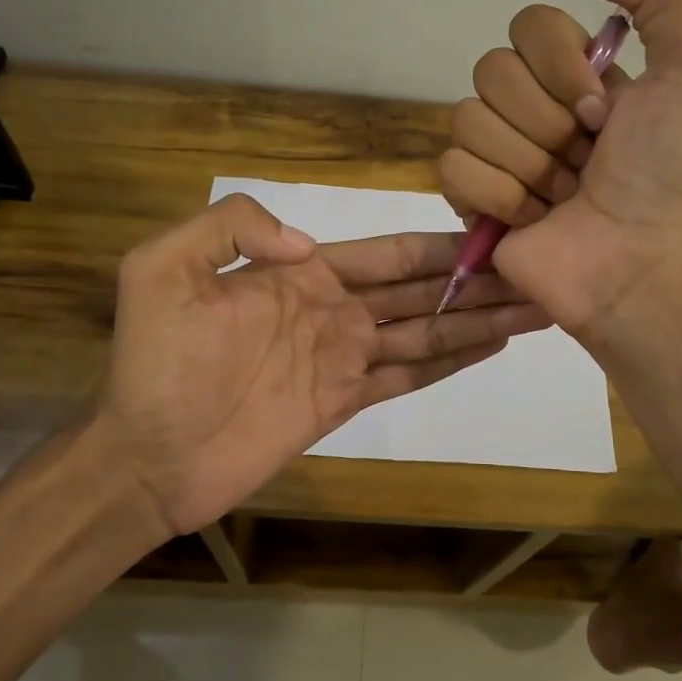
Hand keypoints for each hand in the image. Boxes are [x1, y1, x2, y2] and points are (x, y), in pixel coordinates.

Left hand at [93, 194, 546, 536]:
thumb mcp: (163, 268)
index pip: (388, 254)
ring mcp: (343, 358)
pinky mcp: (344, 403)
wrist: (145, 453)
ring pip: (425, 332)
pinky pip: (406, 377)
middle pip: (421, 291)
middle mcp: (334, 310)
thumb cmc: (153, 361)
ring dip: (477, 319)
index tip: (494, 235)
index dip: (442, 246)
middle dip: (476, 281)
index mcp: (302, 273)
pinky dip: (449, 362)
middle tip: (535, 271)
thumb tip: (308, 244)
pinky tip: (490, 347)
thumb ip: (232, 227)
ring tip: (533, 307)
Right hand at [439, 0, 681, 341]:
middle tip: (585, 160)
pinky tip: (533, 219)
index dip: (560, 65)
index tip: (603, 111)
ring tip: (563, 197)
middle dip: (546, 121)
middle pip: (491, 69)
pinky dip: (498, 196)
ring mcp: (498, 155)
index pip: (527, 25)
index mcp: (575, 76)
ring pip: (468, 119)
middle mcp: (532, 108)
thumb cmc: (670, 172)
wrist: (643, 261)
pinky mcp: (472, 201)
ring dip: (527, 163)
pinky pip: (452, 169)